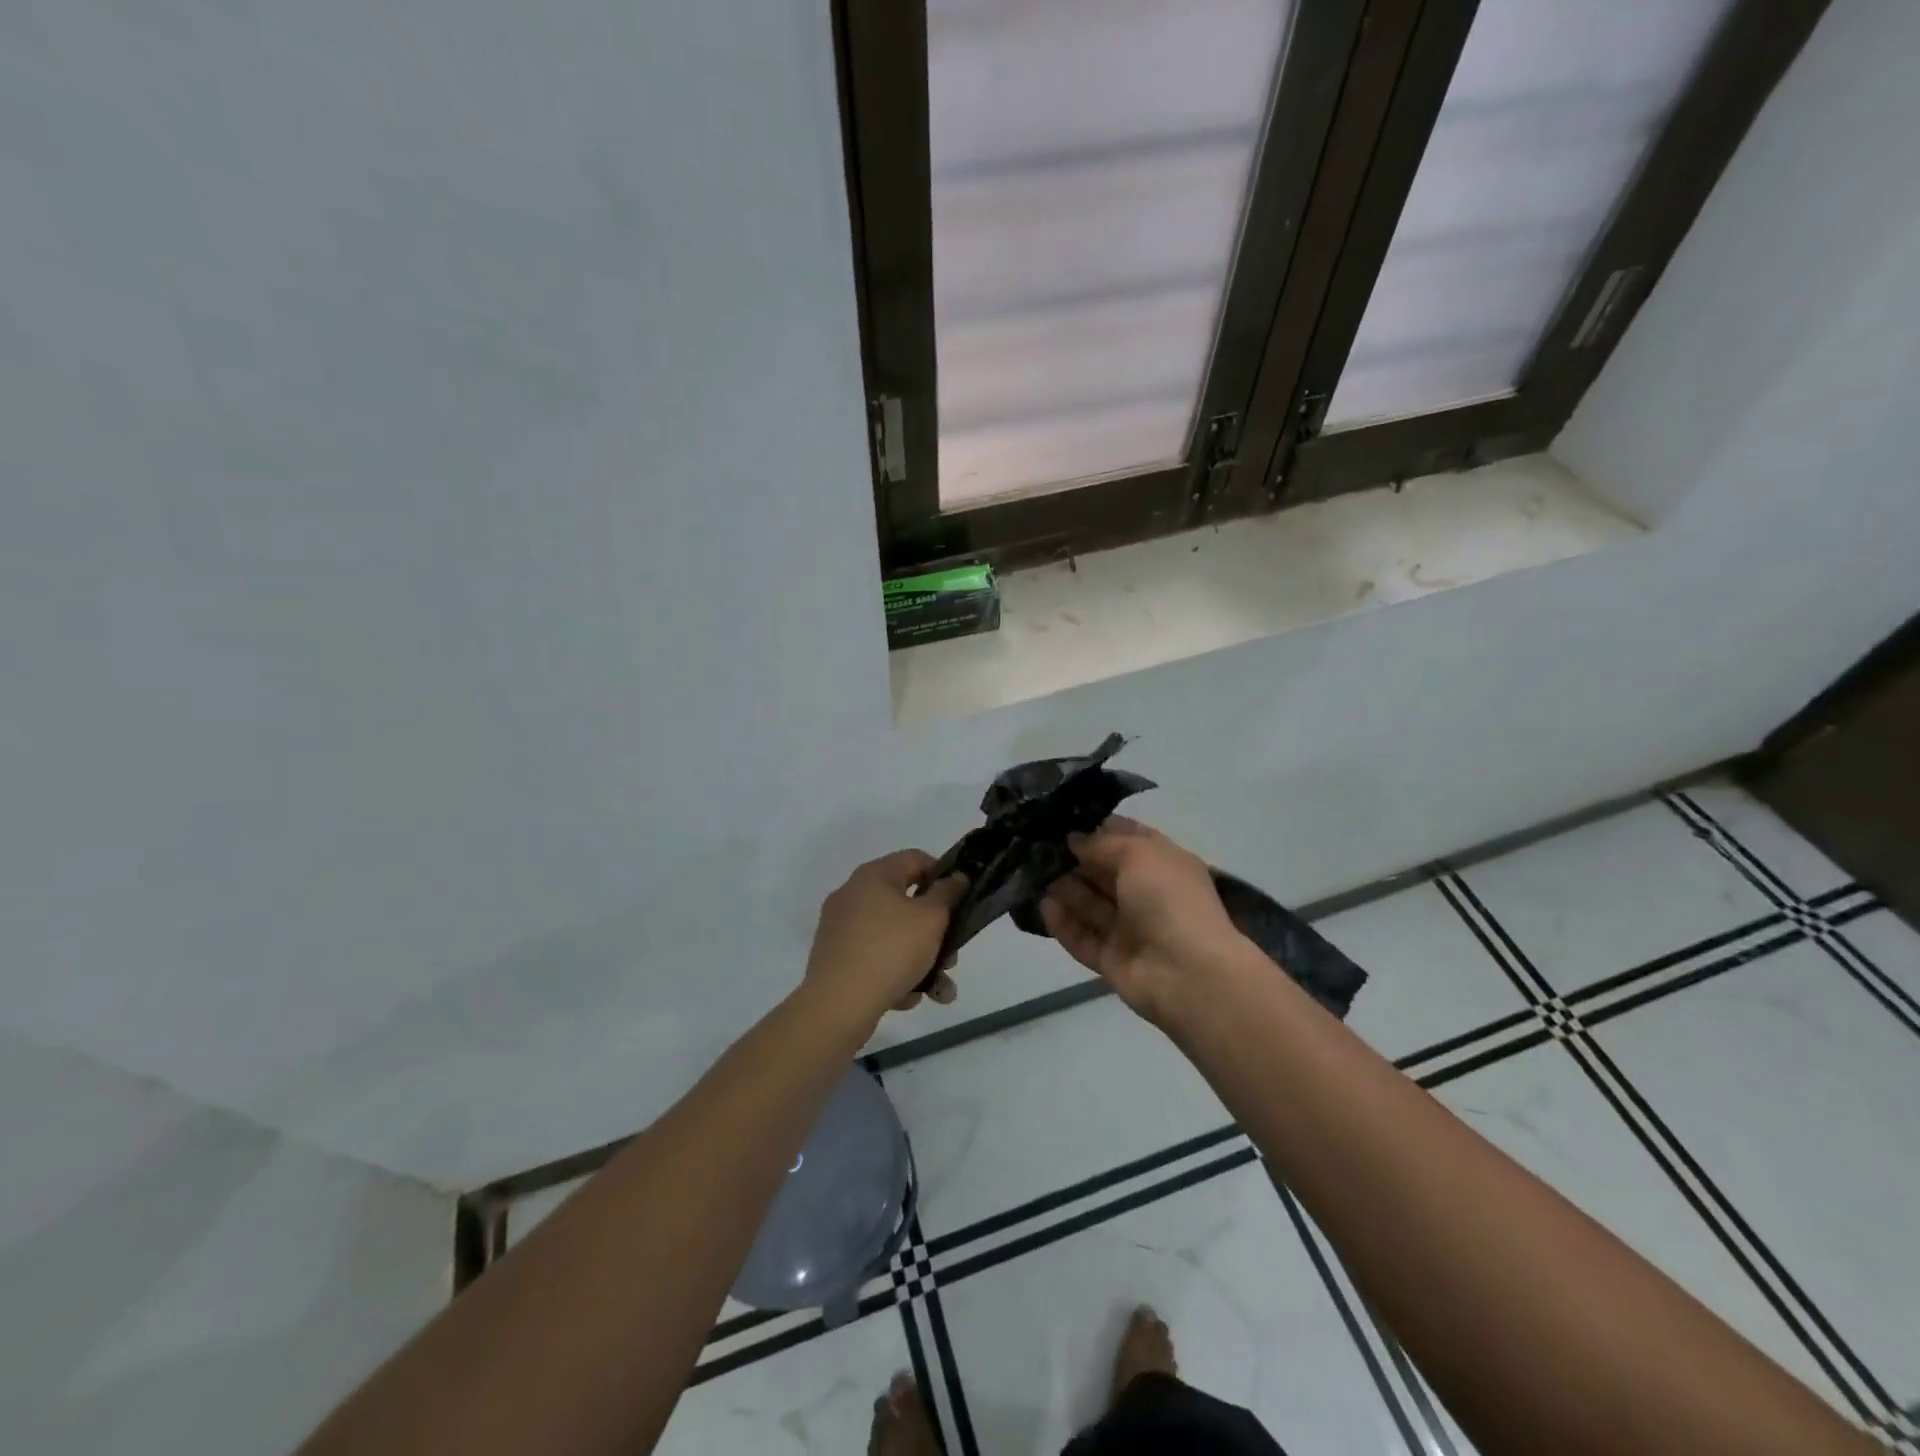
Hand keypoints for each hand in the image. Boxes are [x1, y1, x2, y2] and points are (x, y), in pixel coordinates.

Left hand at [802, 850, 968, 1033]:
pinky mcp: (836, 958)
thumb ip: (948, 893)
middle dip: (936, 932)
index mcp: (873, 876)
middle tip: (952, 956)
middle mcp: (853, 895)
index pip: (915, 859)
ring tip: (940, 991)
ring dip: (922, 961)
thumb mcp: (931, 918)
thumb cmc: (890, 950)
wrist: (838, 1004)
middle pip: (907, 903)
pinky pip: (875, 958)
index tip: (960, 899)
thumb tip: (955, 878)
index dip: (943, 874)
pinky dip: (895, 974)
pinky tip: (908, 997)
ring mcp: (841, 928)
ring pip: (894, 937)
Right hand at [1039, 817, 1246, 1023]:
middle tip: (1037, 847)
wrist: (1189, 974)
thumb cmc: (1169, 900)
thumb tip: (1075, 839)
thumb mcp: (1139, 854)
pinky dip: (1063, 924)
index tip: (1063, 820)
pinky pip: (1083, 938)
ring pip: (1090, 905)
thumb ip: (1102, 843)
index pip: (1128, 839)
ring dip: (1064, 889)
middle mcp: (1147, 894)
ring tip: (1033, 873)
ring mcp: (1130, 930)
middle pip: (1104, 872)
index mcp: (1164, 864)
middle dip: (1074, 859)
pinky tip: (1043, 906)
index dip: (1098, 828)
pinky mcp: (1113, 960)